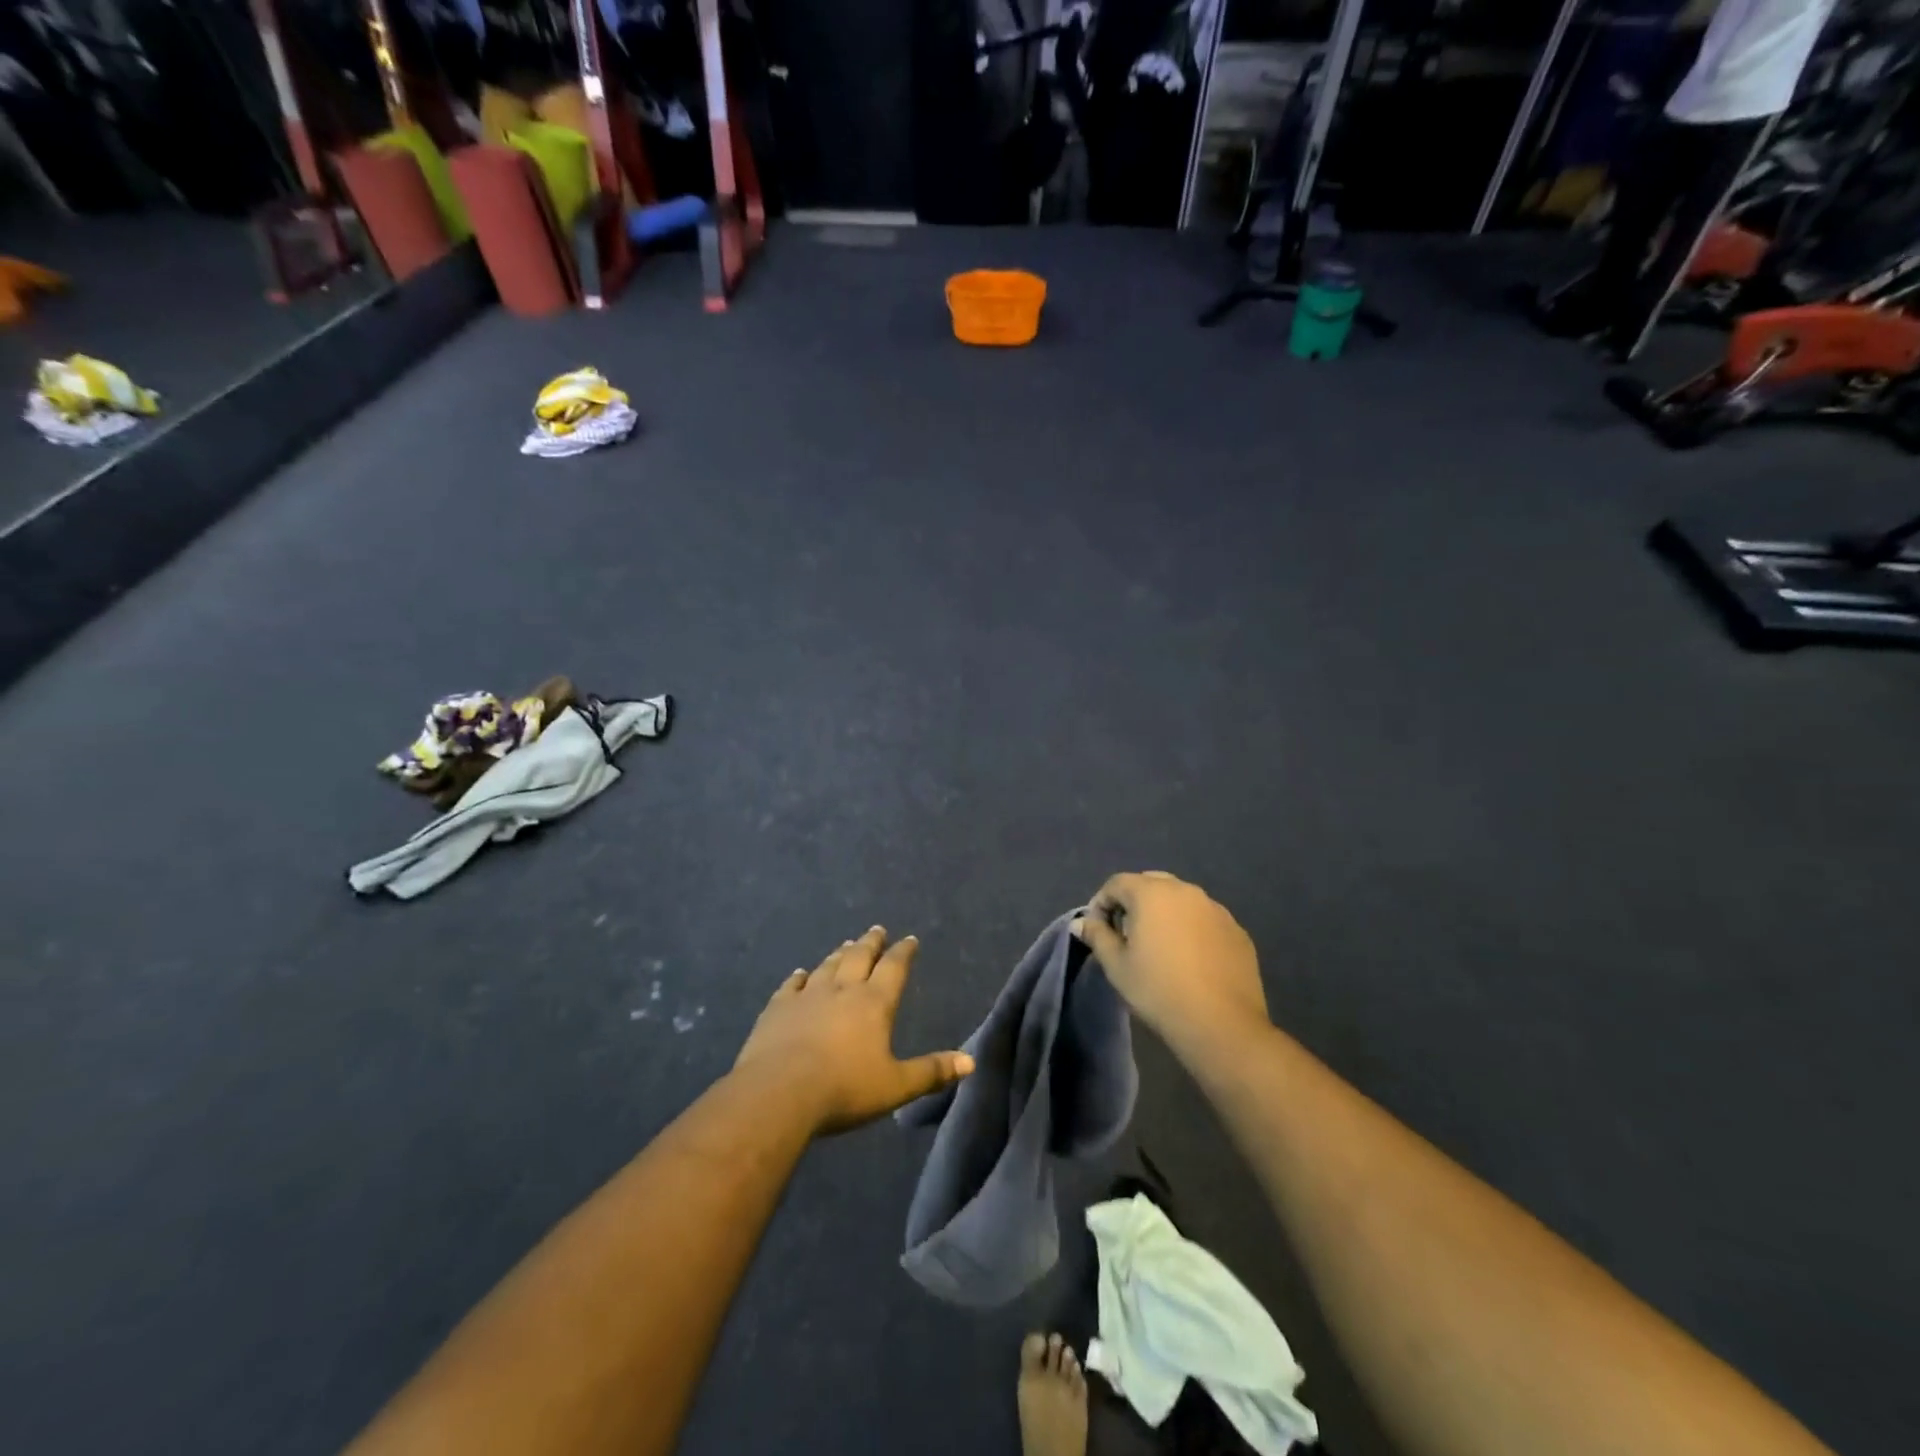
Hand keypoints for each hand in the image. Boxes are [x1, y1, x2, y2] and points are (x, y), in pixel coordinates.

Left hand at [734, 927, 973, 1135]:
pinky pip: (791, 985)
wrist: (779, 1093)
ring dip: (839, 954)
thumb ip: (931, 1072)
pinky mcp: (778, 1008)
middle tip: (877, 930)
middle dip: (871, 943)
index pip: (894, 968)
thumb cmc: (844, 1089)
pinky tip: (800, 973)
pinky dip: (799, 977)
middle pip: (860, 957)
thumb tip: (970, 1062)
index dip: (903, 952)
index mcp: (874, 1003)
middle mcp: (842, 990)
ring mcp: (807, 995)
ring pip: (827, 966)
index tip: (909, 939)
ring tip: (846, 944)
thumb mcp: (895, 1086)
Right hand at [1078, 872, 1268, 1051]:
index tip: (1098, 930)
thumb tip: (1080, 922)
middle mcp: (1186, 891)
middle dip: (1133, 902)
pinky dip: (1191, 928)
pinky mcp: (1237, 930)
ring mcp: (1216, 909)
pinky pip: (1205, 919)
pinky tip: (1190, 959)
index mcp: (1152, 893)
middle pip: (1150, 884)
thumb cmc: (1159, 990)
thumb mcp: (1117, 966)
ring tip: (1160, 946)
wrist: (1221, 1024)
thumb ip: (1097, 936)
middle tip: (1127, 935)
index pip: (1117, 883)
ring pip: (1181, 899)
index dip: (1101, 903)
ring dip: (1164, 913)